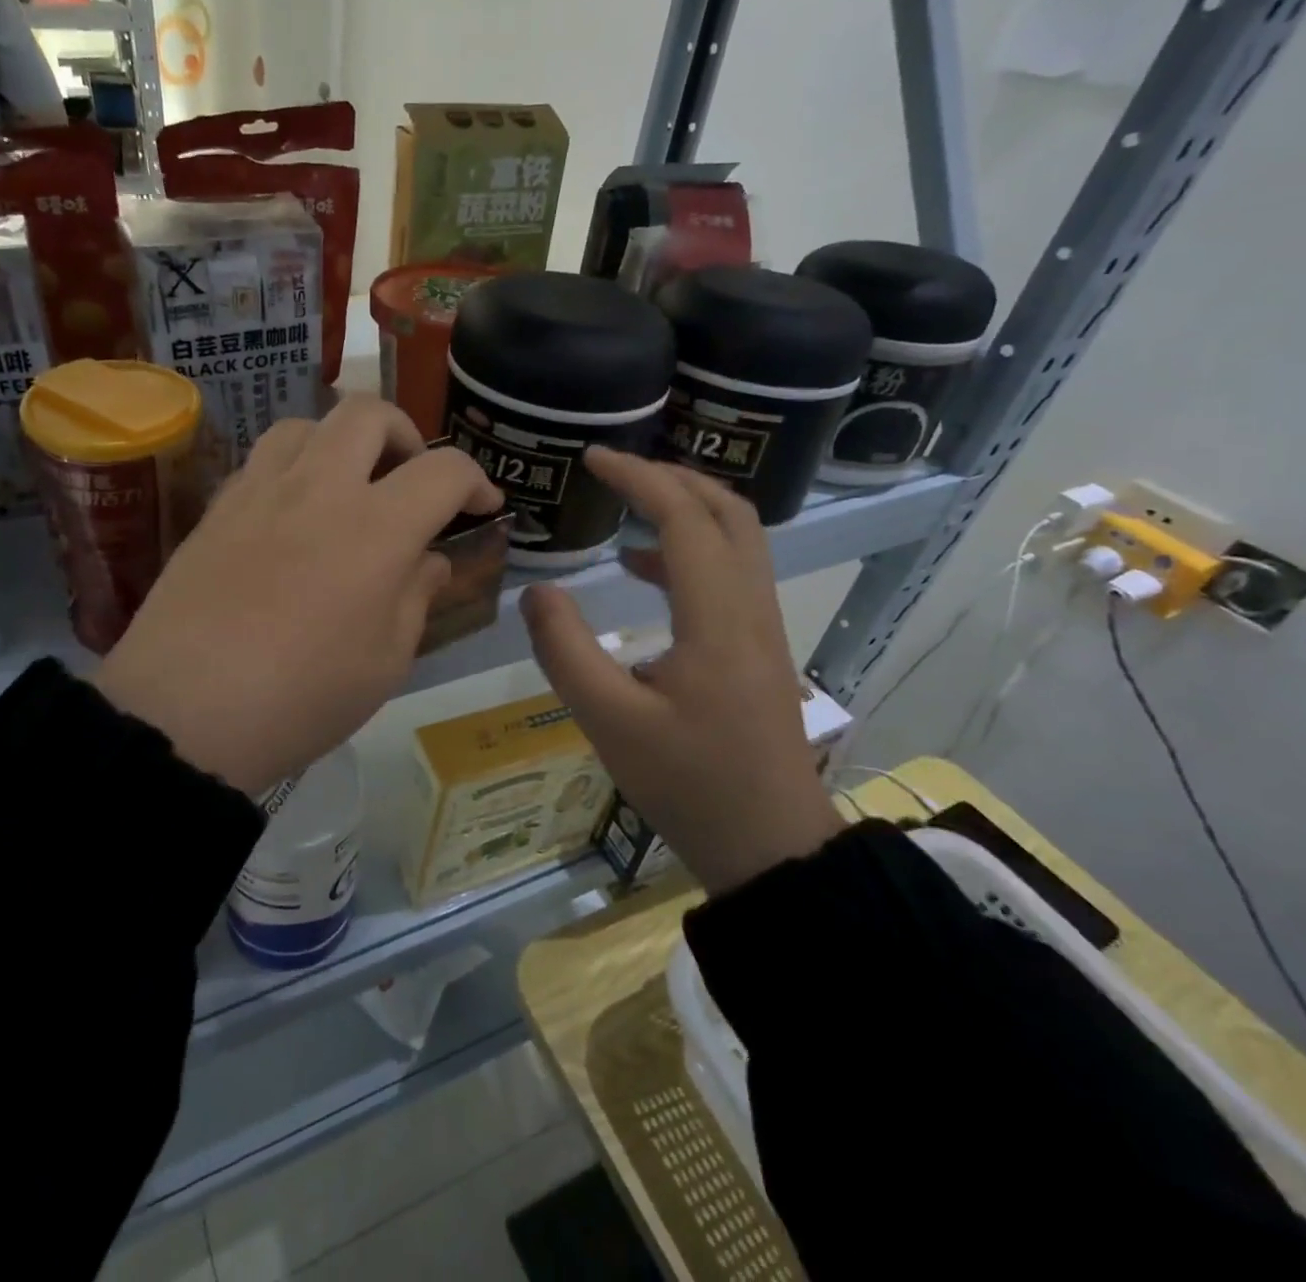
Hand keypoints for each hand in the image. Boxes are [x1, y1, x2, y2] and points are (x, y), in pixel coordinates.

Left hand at [95, 396, 502, 794]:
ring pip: (306, 425)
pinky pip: (260, 462)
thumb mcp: (385, 662)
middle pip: (368, 414)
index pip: (443, 470)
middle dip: (405, 435)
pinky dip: (292, 471)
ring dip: (341, 444)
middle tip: (411, 479)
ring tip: (346, 488)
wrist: (183, 714)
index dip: (475, 480)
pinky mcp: (215, 510)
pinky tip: (290, 517)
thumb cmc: (302, 698)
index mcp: (376, 528)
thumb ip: (415, 597)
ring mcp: (258, 492)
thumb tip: (427, 560)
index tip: (481, 506)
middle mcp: (319, 489)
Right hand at [520, 448, 843, 893]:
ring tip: (628, 504)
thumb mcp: (608, 721)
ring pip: (738, 539)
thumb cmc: (687, 784)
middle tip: (615, 471)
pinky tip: (644, 571)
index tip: (592, 459)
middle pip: (728, 512)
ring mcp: (763, 628)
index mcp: (718, 619)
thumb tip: (535, 592)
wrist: (769, 846)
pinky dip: (690, 550)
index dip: (638, 478)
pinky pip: (732, 573)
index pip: (684, 519)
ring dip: (686, 509)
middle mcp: (751, 609)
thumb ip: (566, 651)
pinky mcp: (760, 648)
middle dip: (671, 478)